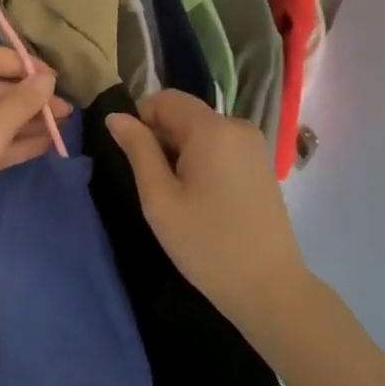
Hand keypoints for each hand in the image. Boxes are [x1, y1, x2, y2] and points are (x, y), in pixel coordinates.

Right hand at [105, 89, 310, 331]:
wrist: (268, 286)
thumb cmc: (205, 243)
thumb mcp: (159, 198)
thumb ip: (138, 150)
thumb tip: (116, 117)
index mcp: (212, 128)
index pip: (166, 98)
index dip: (141, 118)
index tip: (132, 157)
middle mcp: (237, 126)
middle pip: (186, 114)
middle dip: (161, 138)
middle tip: (153, 185)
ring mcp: (255, 145)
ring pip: (203, 132)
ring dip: (181, 152)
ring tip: (177, 196)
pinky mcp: (262, 165)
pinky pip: (222, 147)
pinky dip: (203, 161)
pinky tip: (201, 199)